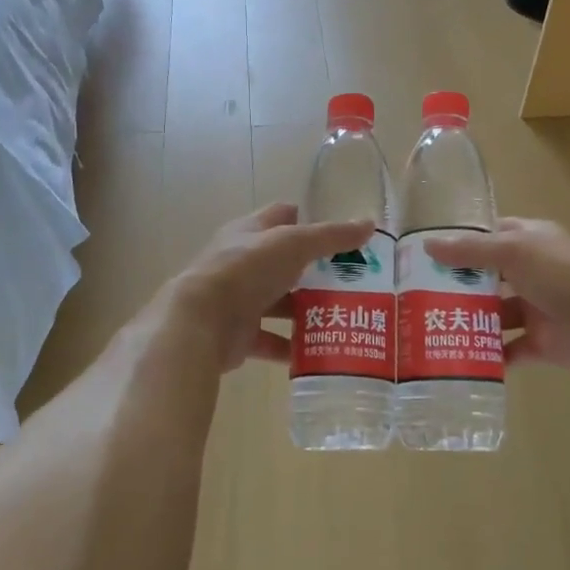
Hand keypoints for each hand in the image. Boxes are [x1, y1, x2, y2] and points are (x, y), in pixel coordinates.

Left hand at [165, 204, 374, 372]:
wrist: (200, 321)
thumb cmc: (246, 269)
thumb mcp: (294, 244)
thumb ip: (332, 236)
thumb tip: (369, 223)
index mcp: (250, 232)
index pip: (280, 217)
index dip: (306, 220)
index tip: (337, 235)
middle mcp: (242, 263)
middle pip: (283, 263)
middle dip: (313, 271)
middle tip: (350, 282)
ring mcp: (238, 300)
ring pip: (278, 302)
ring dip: (304, 310)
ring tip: (341, 317)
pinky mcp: (238, 335)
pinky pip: (271, 340)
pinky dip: (292, 347)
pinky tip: (318, 352)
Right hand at [426, 218, 569, 371]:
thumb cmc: (560, 272)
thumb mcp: (512, 251)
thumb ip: (470, 250)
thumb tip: (427, 246)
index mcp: (532, 242)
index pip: (494, 235)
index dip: (466, 242)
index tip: (432, 253)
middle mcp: (534, 273)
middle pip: (492, 278)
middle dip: (462, 286)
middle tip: (422, 294)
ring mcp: (539, 309)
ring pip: (499, 315)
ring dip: (474, 321)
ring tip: (435, 327)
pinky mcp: (543, 343)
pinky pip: (511, 350)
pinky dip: (491, 355)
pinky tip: (462, 357)